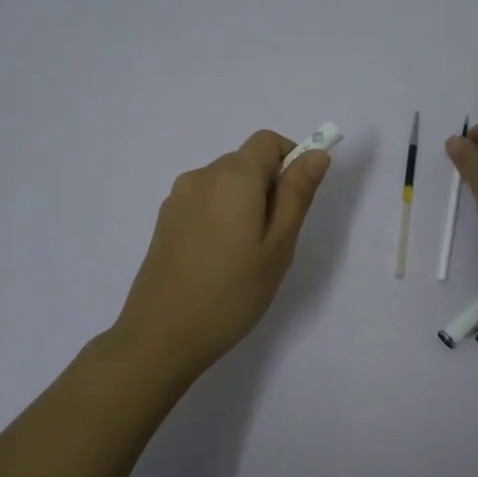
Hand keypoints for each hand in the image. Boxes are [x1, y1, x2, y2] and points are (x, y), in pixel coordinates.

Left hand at [114, 130, 331, 381]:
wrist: (161, 335)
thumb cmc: (232, 292)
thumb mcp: (278, 245)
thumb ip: (297, 194)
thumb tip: (315, 153)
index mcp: (232, 177)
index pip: (267, 141)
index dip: (291, 159)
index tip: (298, 201)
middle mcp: (201, 177)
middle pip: (245, 162)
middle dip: (268, 188)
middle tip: (276, 240)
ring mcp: (177, 199)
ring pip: (224, 185)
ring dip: (244, 205)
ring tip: (246, 256)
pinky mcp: (164, 222)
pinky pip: (204, 204)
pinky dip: (221, 218)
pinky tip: (219, 261)